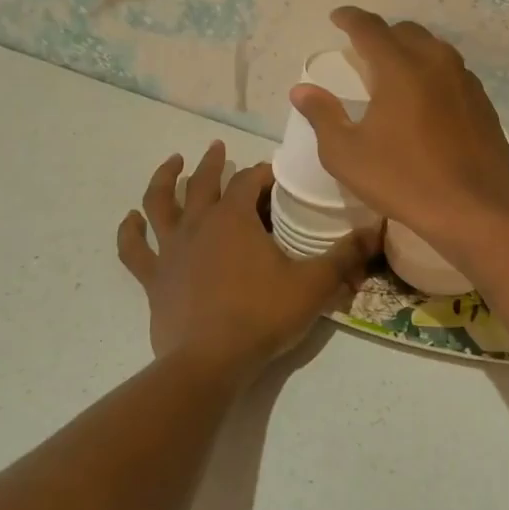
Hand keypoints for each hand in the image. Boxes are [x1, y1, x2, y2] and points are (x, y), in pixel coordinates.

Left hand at [118, 140, 377, 375]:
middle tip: (219, 147)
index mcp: (235, 219)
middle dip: (214, 162)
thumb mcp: (313, 284)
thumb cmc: (262, 317)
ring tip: (172, 163)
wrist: (209, 362)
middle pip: (204, 182)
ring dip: (164, 179)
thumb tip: (378, 229)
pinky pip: (134, 249)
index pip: (249, 181)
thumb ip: (345, 255)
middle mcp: (199, 224)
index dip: (263, 172)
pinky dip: (129, 231)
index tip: (275, 174)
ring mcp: (171, 250)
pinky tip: (131, 219)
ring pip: (160, 203)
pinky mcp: (154, 278)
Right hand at [289, 7, 508, 252]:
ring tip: (396, 72)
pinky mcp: (483, 101)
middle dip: (382, 34)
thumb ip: (323, 116)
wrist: (475, 208)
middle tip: (365, 52)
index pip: (370, 28)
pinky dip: (434, 73)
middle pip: (406, 32)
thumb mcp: (347, 155)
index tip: (337, 17)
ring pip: (434, 49)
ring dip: (411, 51)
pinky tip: (428, 99)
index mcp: (399, 68)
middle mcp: (435, 62)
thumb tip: (302, 90)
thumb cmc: (404, 180)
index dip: (350, 18)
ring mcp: (465, 80)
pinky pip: (453, 72)